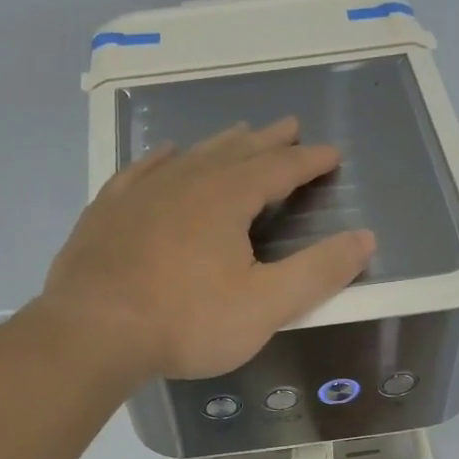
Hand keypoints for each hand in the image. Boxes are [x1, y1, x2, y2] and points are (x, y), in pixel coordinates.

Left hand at [38, 118, 375, 381]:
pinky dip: (162, 160)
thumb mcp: (265, 306)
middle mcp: (186, 181)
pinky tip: (165, 156)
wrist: (93, 332)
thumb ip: (318, 272)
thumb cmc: (186, 322)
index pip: (280, 168)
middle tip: (289, 125)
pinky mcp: (107, 211)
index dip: (309, 161)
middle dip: (268, 141)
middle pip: (236, 151)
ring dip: (221, 144)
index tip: (331, 153)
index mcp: (228, 198)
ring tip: (238, 134)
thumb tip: (365, 238)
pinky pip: (141, 171)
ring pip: (191, 156)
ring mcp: (141, 192)